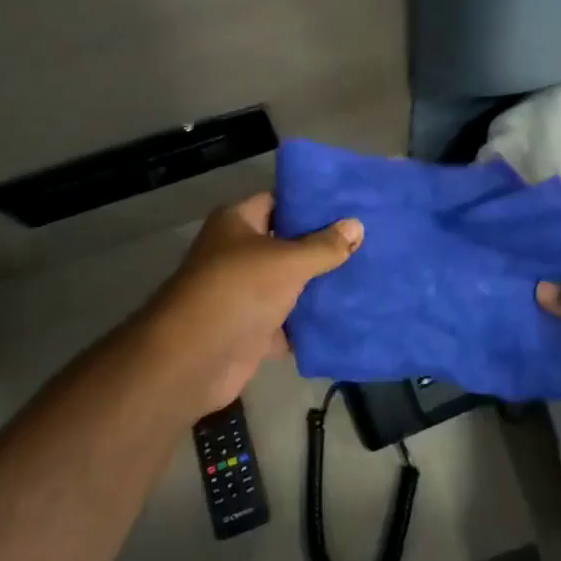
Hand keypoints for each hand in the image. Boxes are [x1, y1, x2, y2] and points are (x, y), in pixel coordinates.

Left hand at [140, 193, 362, 417]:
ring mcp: (244, 293)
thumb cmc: (238, 290)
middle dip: (323, 245)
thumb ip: (324, 245)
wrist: (194, 359)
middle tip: (367, 240)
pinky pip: (288, 322)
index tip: (349, 206)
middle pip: (287, 244)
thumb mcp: (288, 261)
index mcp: (237, 222)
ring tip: (366, 275)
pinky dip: (310, 323)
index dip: (311, 203)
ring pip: (289, 284)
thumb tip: (357, 225)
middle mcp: (237, 253)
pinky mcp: (251, 330)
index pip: (279, 201)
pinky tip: (347, 316)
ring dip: (319, 285)